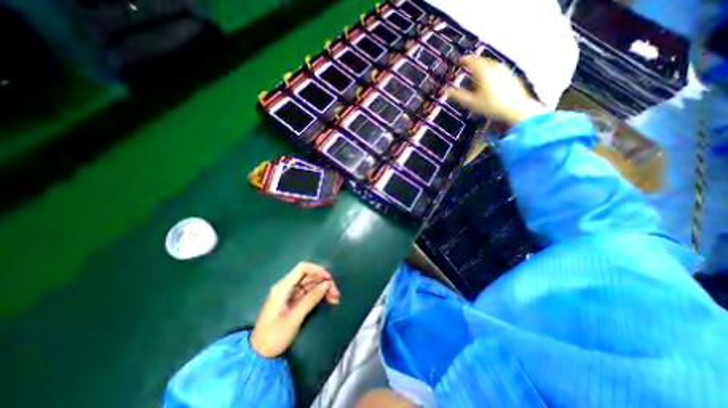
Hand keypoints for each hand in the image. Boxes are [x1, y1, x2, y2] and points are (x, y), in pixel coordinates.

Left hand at [250, 262, 341, 356]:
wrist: (259, 355)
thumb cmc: (274, 336)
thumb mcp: (294, 318)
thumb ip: (311, 299)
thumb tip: (327, 284)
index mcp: (283, 287)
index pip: (302, 268)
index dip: (317, 269)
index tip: (329, 278)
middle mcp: (287, 287)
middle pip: (309, 276)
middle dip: (323, 281)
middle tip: (336, 293)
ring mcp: (291, 293)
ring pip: (311, 284)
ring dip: (324, 289)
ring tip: (335, 298)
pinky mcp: (294, 301)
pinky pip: (310, 292)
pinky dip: (320, 295)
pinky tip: (329, 300)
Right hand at [445, 54, 545, 125]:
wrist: (516, 108)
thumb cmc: (490, 105)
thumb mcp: (470, 102)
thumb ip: (457, 95)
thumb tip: (445, 91)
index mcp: (483, 70)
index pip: (471, 60)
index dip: (463, 60)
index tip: (458, 62)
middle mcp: (494, 66)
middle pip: (480, 63)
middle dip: (472, 68)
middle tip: (466, 77)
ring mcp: (503, 70)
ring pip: (488, 67)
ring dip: (481, 72)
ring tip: (477, 85)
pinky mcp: (510, 75)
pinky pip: (495, 71)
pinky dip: (489, 76)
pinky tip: (488, 88)